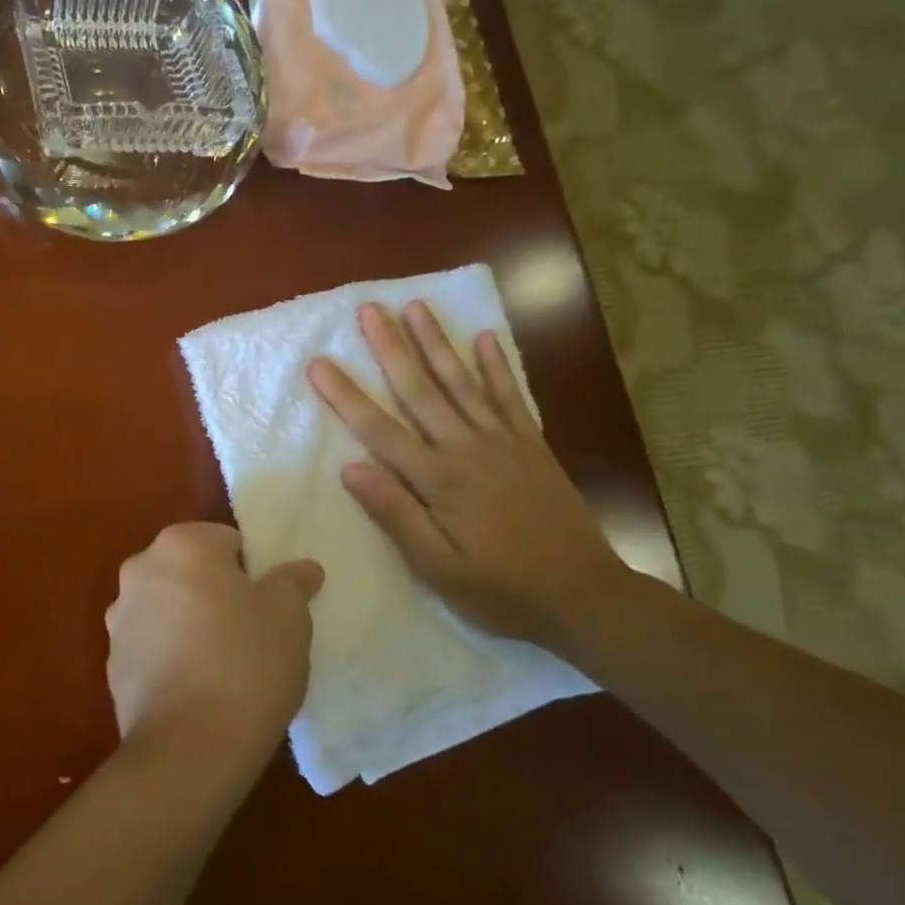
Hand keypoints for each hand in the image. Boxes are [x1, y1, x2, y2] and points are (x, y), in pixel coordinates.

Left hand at [105, 524, 322, 774]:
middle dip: (215, 591)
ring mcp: (119, 616)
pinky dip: (168, 655)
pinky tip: (194, 688)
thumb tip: (303, 568)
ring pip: (167, 606)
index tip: (267, 605)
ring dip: (188, 621)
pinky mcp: (111, 661)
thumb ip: (293, 582)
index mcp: (181, 544)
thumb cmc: (247, 663)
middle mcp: (140, 568)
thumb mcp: (289, 617)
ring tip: (221, 664)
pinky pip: (150, 645)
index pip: (226, 540)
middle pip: (190, 570)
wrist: (189, 747)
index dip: (251, 570)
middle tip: (248, 631)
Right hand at [307, 301, 624, 650]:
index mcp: (439, 479)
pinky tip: (484, 338)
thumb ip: (395, 515)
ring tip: (416, 307)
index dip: (346, 395)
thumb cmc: (501, 589)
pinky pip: (511, 397)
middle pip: (421, 390)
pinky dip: (496, 367)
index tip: (318, 363)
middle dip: (392, 348)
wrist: (586, 597)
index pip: (379, 430)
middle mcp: (468, 448)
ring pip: (462, 382)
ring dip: (437, 343)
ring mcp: (504, 442)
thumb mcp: (437, 568)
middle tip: (370, 309)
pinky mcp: (532, 447)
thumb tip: (350, 468)